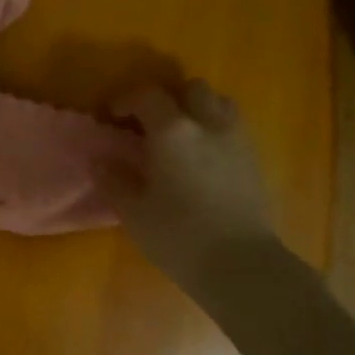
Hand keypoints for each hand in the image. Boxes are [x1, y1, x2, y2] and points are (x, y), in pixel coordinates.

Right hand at [102, 78, 278, 287]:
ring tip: (182, 136)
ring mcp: (237, 140)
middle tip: (150, 124)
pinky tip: (204, 158)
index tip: (112, 116)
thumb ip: (114, 179)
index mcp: (172, 131)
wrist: (241, 265)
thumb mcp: (133, 211)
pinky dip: (216, 131)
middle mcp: (208, 124)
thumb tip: (100, 160)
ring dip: (198, 109)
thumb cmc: (178, 236)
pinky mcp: (255, 160)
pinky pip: (234, 128)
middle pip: (191, 88)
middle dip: (168, 99)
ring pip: (219, 102)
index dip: (126, 100)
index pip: (147, 96)